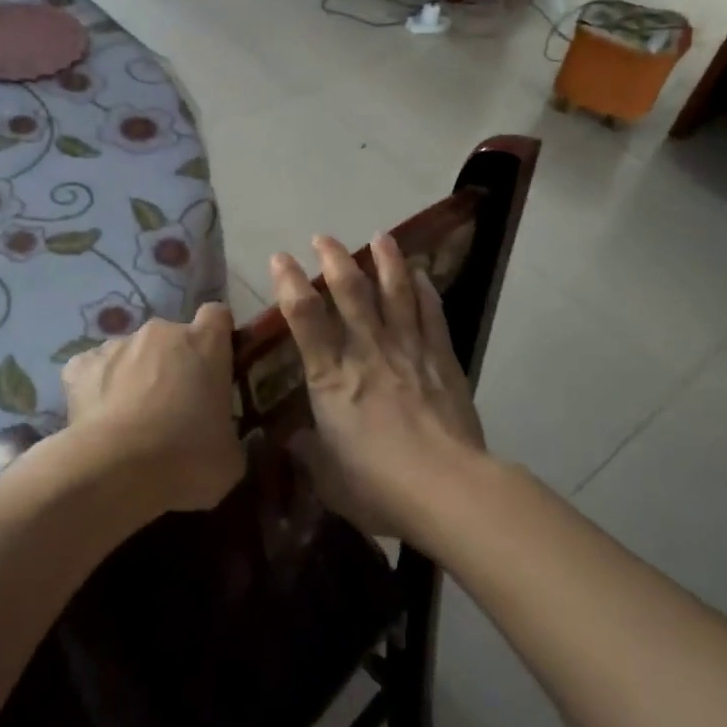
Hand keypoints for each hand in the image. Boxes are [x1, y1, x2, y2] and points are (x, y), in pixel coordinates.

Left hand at [61, 303, 244, 514]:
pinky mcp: (80, 365)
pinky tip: (99, 419)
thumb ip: (226, 430)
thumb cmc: (188, 460)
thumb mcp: (229, 455)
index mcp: (206, 344)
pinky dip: (97, 388)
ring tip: (130, 420)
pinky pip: (93, 370)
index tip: (215, 365)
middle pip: (171, 337)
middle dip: (173, 364)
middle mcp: (162, 332)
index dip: (216, 338)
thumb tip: (217, 437)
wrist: (118, 471)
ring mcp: (117, 345)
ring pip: (130, 353)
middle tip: (174, 408)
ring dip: (134, 375)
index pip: (217, 316)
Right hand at [270, 235, 488, 547]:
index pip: (304, 318)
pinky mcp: (442, 360)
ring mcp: (408, 351)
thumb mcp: (327, 478)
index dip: (289, 283)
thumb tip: (295, 441)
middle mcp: (367, 353)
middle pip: (351, 292)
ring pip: (395, 293)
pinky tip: (421, 275)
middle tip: (323, 238)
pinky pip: (432, 315)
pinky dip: (425, 291)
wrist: (447, 490)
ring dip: (386, 261)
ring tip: (380, 235)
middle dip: (334, 260)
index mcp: (331, 378)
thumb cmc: (377, 487)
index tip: (280, 258)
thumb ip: (309, 454)